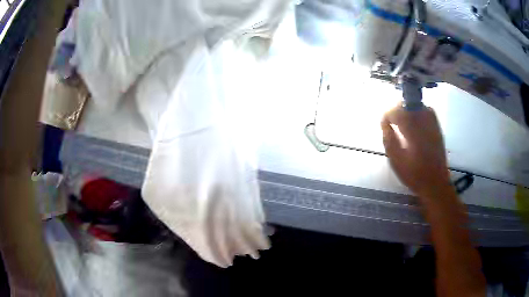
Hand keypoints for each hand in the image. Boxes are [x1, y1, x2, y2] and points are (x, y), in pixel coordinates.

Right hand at [381, 105, 451, 198]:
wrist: (436, 183)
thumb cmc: (414, 175)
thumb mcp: (396, 161)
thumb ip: (389, 140)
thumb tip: (384, 123)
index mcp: (414, 132)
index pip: (399, 112)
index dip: (388, 114)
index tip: (383, 123)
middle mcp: (425, 124)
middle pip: (409, 104)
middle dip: (398, 109)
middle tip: (391, 121)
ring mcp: (433, 124)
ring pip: (418, 105)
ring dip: (407, 109)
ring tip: (401, 120)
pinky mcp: (437, 127)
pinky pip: (426, 111)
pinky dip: (417, 112)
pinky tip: (414, 122)